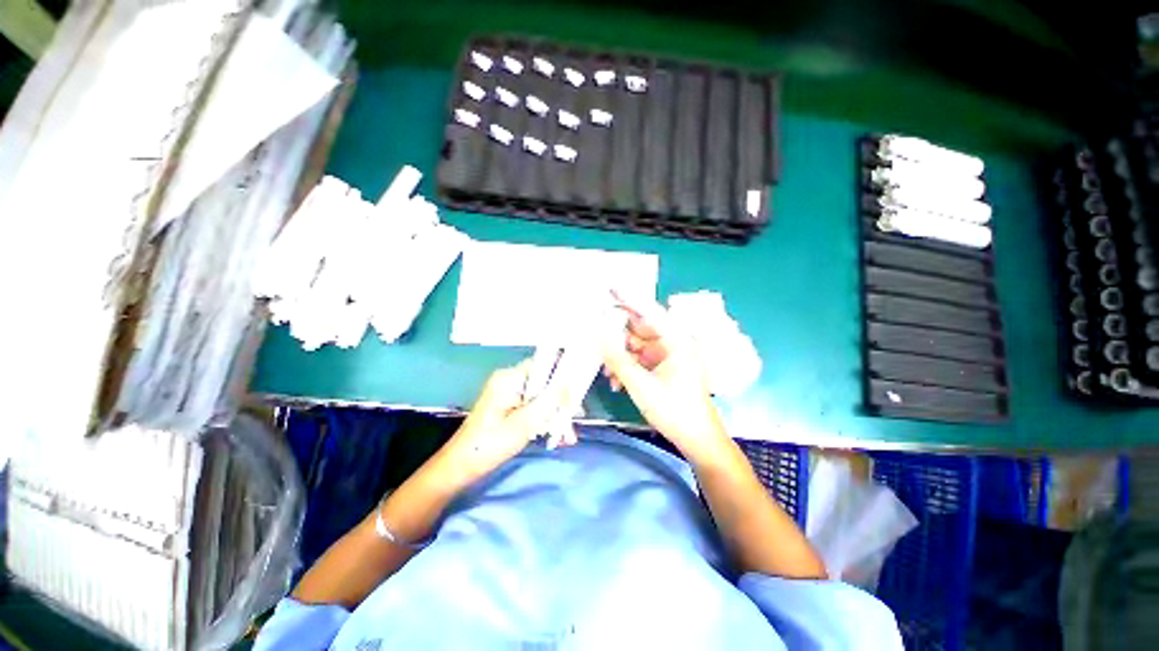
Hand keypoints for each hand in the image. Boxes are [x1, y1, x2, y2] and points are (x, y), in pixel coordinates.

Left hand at [443, 360, 572, 481]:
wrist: (460, 466)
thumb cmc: (490, 444)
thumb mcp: (524, 424)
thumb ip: (548, 402)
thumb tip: (569, 384)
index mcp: (510, 378)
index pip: (544, 364)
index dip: (563, 374)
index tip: (578, 391)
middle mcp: (510, 380)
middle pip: (545, 382)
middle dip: (561, 402)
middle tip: (574, 421)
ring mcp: (509, 393)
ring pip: (541, 397)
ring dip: (555, 414)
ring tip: (567, 436)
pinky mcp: (509, 405)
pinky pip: (533, 406)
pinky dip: (544, 419)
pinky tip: (555, 436)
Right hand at [601, 298, 729, 462]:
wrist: (697, 440)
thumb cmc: (674, 410)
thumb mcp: (641, 384)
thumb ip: (618, 358)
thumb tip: (598, 334)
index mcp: (674, 341)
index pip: (648, 312)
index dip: (628, 299)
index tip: (608, 288)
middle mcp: (671, 344)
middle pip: (639, 330)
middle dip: (617, 335)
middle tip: (594, 334)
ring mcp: (666, 358)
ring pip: (636, 347)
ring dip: (619, 357)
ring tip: (605, 371)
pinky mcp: (662, 370)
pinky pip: (639, 361)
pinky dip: (627, 368)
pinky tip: (616, 382)